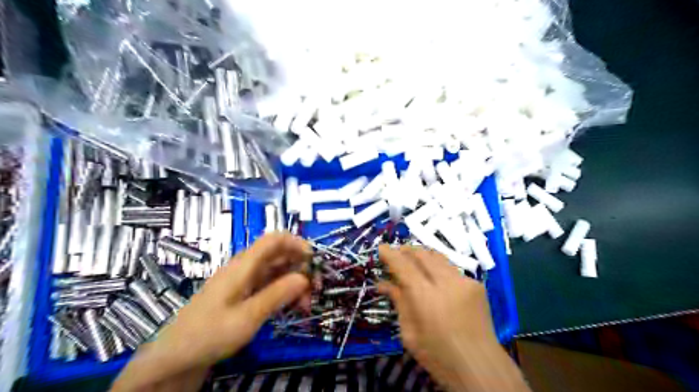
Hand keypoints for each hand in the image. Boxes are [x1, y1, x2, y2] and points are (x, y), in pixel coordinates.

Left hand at [112, 234, 311, 389]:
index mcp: (243, 266)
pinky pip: (269, 285)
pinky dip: (283, 291)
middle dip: (300, 266)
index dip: (296, 242)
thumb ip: (277, 295)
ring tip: (305, 304)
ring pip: (276, 271)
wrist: (174, 358)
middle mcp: (245, 268)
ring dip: (294, 282)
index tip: (314, 260)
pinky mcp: (242, 295)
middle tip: (314, 289)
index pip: (273, 239)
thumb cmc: (209, 334)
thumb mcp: (247, 317)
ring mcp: (243, 282)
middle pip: (278, 255)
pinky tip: (291, 306)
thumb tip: (304, 277)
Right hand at [380, 247, 526, 389]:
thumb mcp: (409, 333)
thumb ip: (399, 302)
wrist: (480, 366)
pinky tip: (434, 276)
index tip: (381, 247)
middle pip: (422, 255)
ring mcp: (464, 281)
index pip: (403, 266)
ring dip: (423, 255)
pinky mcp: (476, 284)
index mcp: (425, 297)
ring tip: (413, 259)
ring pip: (438, 257)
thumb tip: (383, 284)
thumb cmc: (438, 356)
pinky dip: (438, 267)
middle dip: (407, 250)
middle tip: (396, 253)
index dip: (390, 255)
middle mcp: (445, 282)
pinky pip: (451, 268)